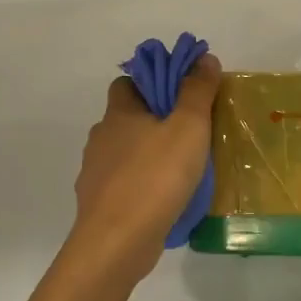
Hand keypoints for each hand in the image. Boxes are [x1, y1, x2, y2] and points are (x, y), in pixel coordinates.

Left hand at [71, 54, 221, 278]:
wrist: (117, 242)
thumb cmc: (155, 177)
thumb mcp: (188, 127)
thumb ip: (197, 91)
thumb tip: (205, 59)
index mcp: (118, 114)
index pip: (126, 83)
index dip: (151, 83)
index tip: (180, 94)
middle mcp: (101, 139)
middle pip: (127, 119)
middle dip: (154, 122)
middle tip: (190, 133)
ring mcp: (95, 174)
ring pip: (125, 154)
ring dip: (149, 156)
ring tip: (182, 170)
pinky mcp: (99, 205)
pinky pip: (124, 186)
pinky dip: (142, 187)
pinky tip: (165, 200)